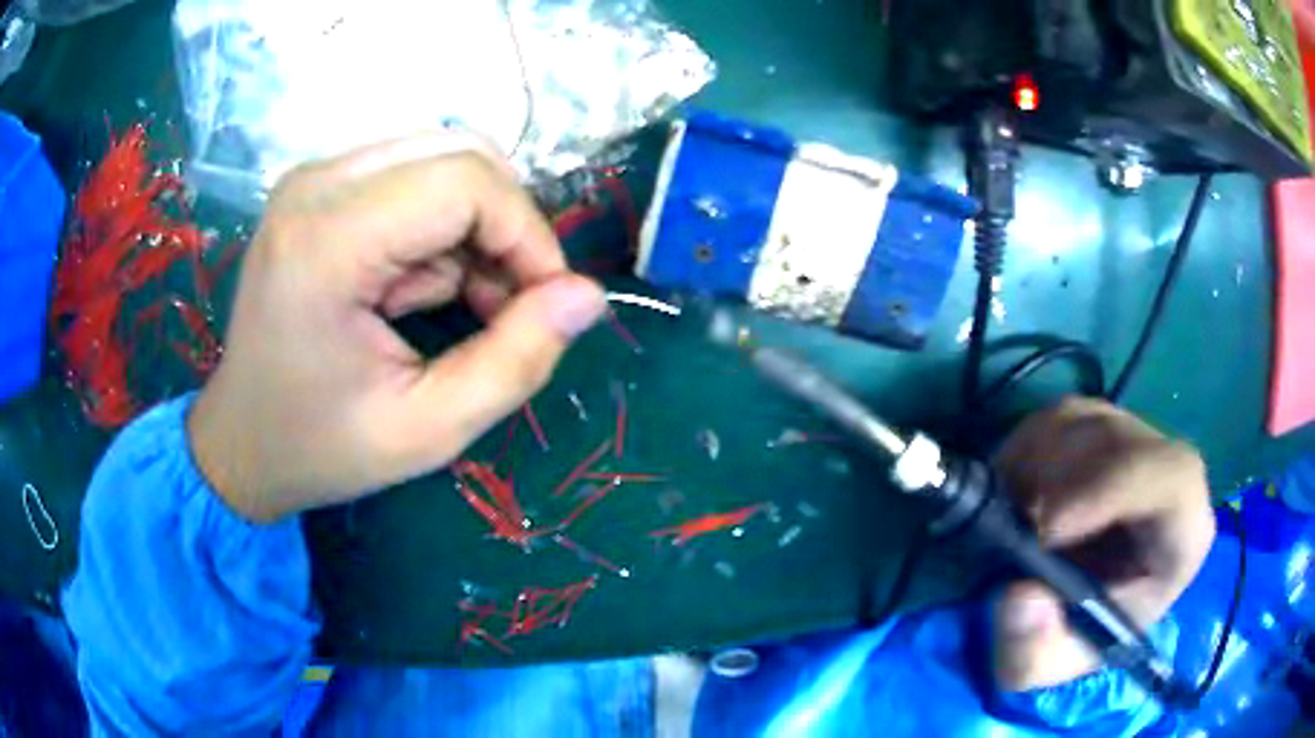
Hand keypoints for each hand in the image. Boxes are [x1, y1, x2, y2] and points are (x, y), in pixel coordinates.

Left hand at [187, 135, 605, 521]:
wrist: (239, 442)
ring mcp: (313, 179)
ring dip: (476, 228)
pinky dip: (442, 228)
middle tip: (511, 304)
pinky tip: (423, 287)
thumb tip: (588, 295)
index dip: (527, 235)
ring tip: (467, 303)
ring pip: (444, 158)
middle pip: (461, 154)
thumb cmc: (321, 446)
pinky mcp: (319, 188)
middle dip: (507, 226)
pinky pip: (414, 176)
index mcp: (326, 241)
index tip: (545, 303)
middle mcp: (316, 185)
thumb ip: (516, 362)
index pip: (467, 182)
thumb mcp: (429, 429)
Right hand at [988, 397, 1214, 690]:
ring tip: (1012, 520)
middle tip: (1011, 529)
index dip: (1112, 489)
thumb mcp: (1053, 664)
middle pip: (1116, 443)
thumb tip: (1019, 597)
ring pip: (1081, 422)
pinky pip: (1055, 417)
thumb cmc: (1086, 634)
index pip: (1173, 477)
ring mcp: (1134, 435)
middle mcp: (1168, 468)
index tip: (1047, 529)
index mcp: (1184, 529)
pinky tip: (1016, 496)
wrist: (1087, 603)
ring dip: (1031, 469)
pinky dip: (1023, 453)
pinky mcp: (1100, 421)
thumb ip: (1035, 651)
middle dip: (1055, 484)